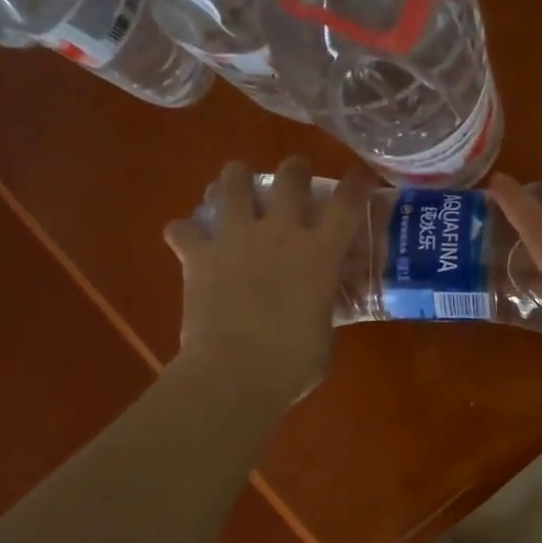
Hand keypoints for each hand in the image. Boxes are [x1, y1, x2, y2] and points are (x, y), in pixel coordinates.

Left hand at [164, 157, 367, 411]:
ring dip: (236, 178)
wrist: (237, 372)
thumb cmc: (294, 363)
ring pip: (233, 185)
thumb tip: (319, 306)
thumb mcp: (326, 333)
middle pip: (289, 179)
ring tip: (237, 180)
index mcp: (320, 253)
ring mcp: (236, 239)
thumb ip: (324, 308)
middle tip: (294, 174)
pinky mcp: (199, 255)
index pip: (347, 204)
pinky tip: (186, 237)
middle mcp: (281, 233)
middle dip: (294, 170)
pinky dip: (184, 231)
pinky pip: (183, 229)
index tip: (359, 175)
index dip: (356, 184)